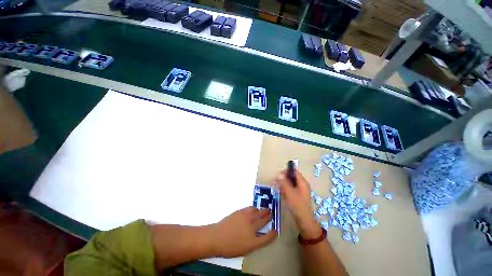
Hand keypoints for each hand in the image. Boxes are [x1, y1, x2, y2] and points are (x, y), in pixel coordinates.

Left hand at [212, 207, 275, 257]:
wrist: (217, 237)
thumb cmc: (229, 247)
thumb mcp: (244, 249)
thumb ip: (254, 242)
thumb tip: (260, 235)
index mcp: (253, 241)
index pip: (267, 237)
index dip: (272, 234)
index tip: (275, 230)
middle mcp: (251, 228)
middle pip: (264, 220)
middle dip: (269, 217)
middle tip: (271, 213)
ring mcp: (246, 218)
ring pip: (258, 212)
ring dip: (262, 211)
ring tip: (265, 210)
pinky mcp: (241, 212)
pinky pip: (250, 208)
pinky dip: (255, 208)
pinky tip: (255, 209)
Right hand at [277, 170, 321, 238]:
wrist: (304, 220)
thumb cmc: (297, 205)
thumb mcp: (289, 193)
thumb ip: (284, 182)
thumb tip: (278, 173)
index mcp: (302, 182)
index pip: (294, 171)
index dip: (286, 171)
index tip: (279, 176)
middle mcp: (303, 184)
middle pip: (292, 176)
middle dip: (284, 179)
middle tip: (278, 183)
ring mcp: (301, 189)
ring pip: (291, 182)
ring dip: (285, 184)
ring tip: (280, 189)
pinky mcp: (299, 194)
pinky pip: (292, 188)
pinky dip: (287, 189)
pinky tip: (284, 194)